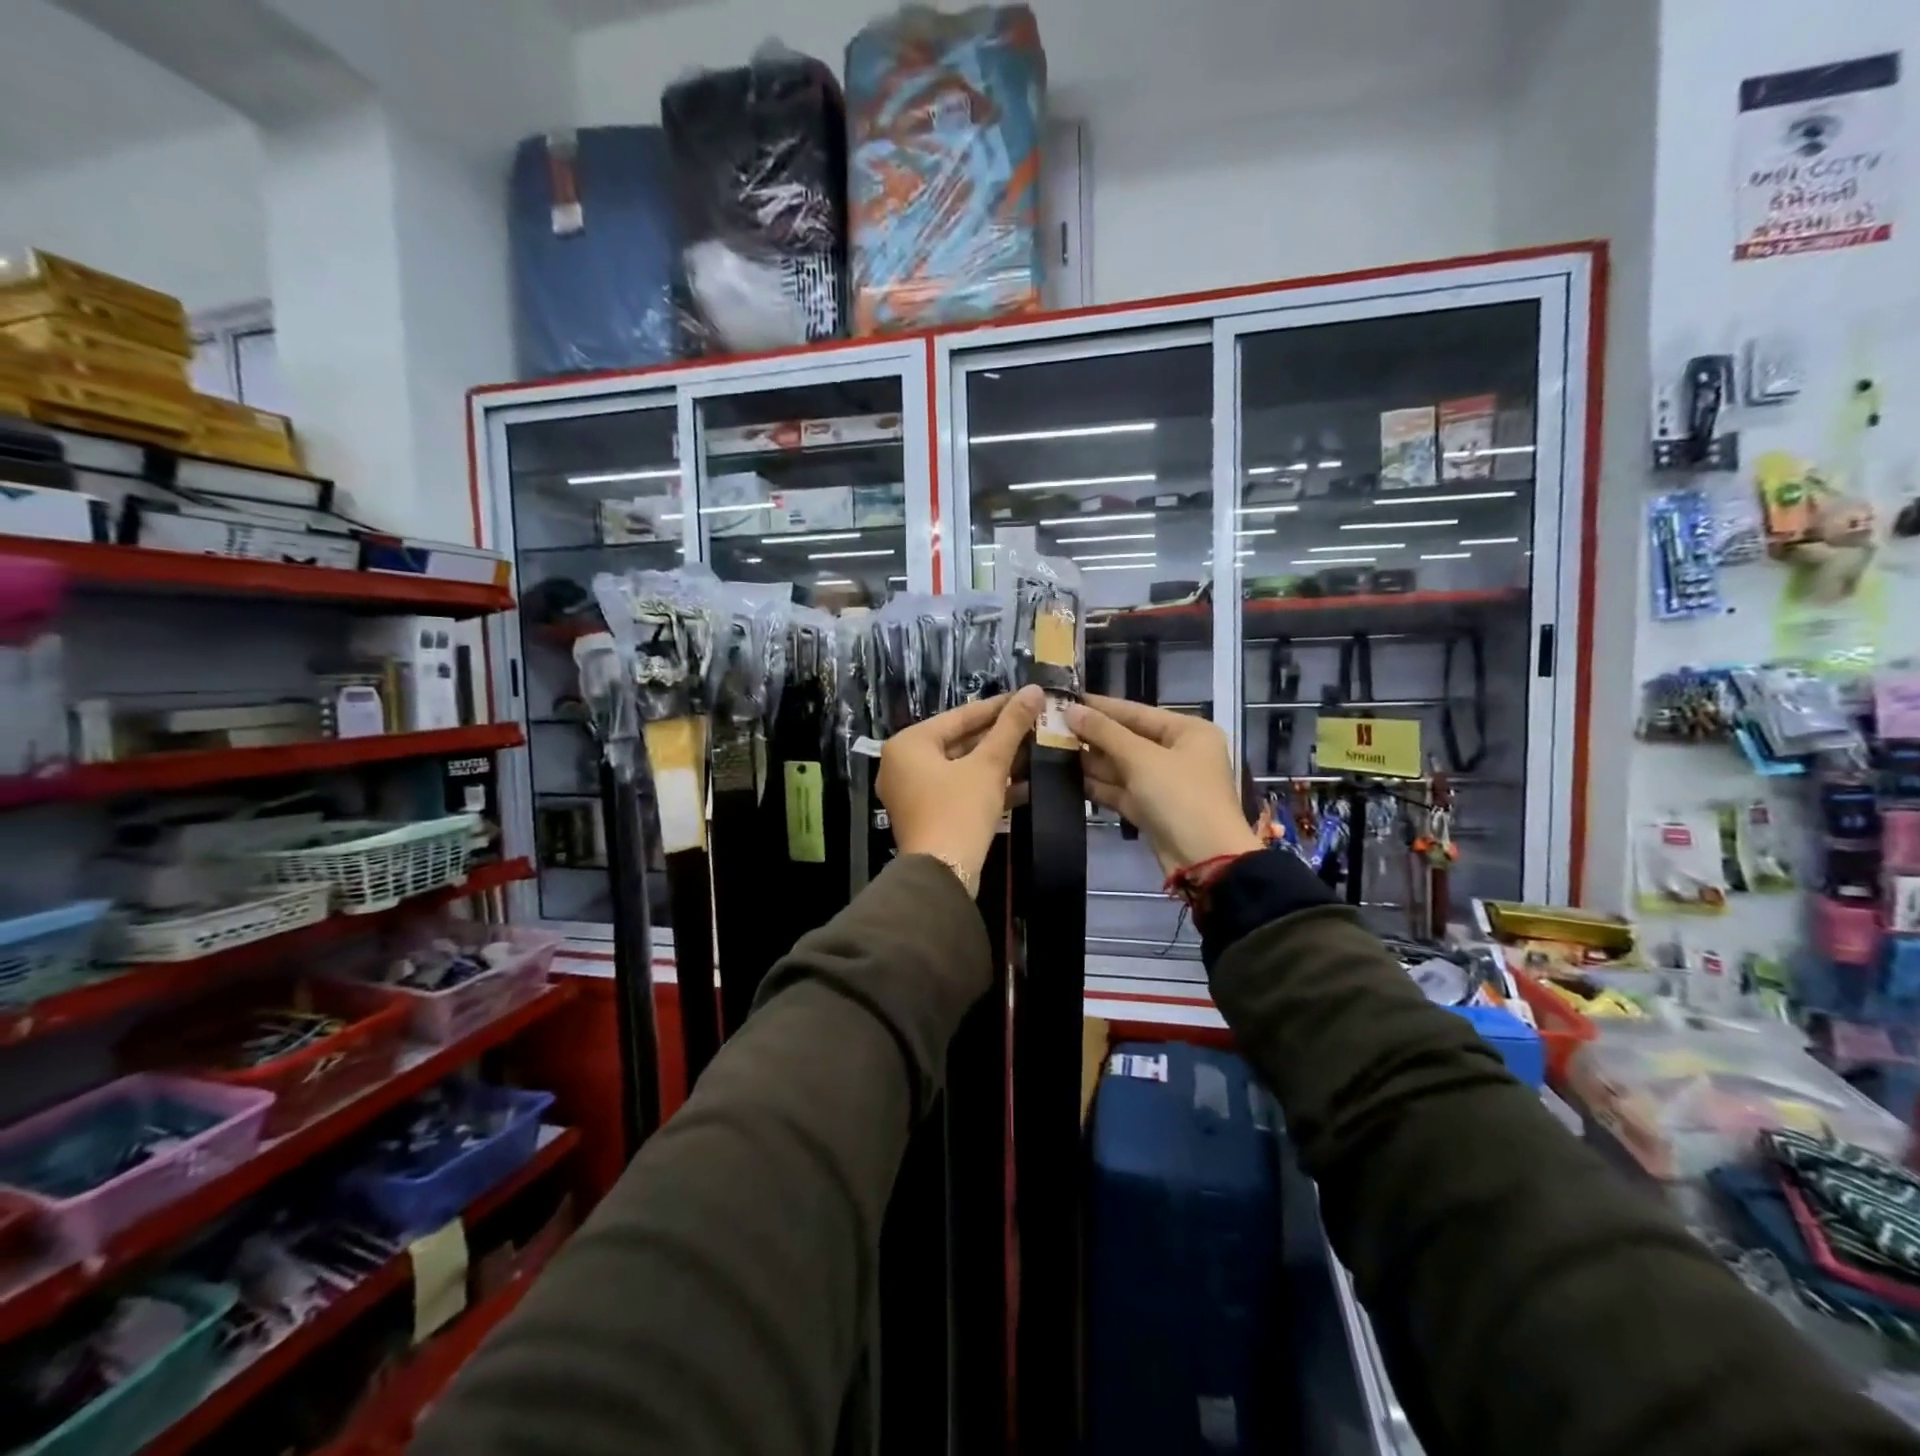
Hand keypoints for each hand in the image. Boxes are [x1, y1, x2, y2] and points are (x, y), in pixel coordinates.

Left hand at [879, 687, 1043, 892]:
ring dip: (998, 762)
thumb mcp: (989, 765)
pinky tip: (1025, 784)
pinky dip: (986, 786)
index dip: (998, 707)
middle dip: (1000, 737)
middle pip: (960, 741)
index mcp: (909, 743)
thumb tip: (1033, 690)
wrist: (942, 875)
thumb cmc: (959, 810)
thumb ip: (1011, 726)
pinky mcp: (927, 815)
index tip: (1028, 697)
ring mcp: (913, 792)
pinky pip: (959, 790)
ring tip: (1036, 750)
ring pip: (962, 767)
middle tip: (1036, 724)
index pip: (960, 716)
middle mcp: (903, 763)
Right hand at [1064, 695, 1260, 874]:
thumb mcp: (1141, 759)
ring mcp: (1164, 783)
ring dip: (1091, 760)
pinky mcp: (1151, 809)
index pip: (1136, 711)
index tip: (1065, 699)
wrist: (1205, 861)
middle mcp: (1178, 753)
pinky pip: (1121, 790)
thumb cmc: (1180, 797)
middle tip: (1050, 726)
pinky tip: (1067, 778)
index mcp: (1188, 731)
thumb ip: (1104, 732)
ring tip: (1051, 749)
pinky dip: (1098, 785)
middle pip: (1128, 738)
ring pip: (1121, 766)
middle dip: (1092, 735)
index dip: (1100, 706)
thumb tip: (1071, 710)